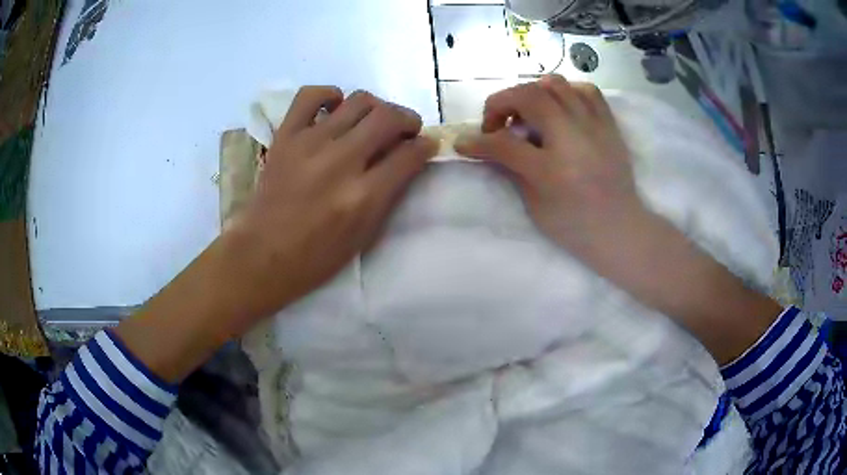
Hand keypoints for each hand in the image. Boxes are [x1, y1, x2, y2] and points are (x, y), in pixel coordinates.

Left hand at [227, 86, 437, 321]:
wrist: (263, 255)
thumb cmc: (316, 256)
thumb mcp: (364, 236)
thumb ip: (389, 194)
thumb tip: (408, 159)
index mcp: (363, 195)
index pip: (410, 154)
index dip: (426, 146)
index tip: (426, 145)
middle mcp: (340, 161)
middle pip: (388, 117)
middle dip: (408, 119)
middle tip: (405, 130)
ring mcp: (310, 143)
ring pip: (358, 100)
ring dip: (377, 107)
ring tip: (372, 121)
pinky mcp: (286, 136)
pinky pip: (310, 96)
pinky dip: (329, 95)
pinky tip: (335, 107)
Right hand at [455, 75, 644, 259]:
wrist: (620, 229)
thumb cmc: (575, 225)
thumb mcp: (535, 205)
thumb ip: (511, 169)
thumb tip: (489, 147)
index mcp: (551, 168)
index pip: (503, 143)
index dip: (477, 141)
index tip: (463, 143)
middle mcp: (572, 137)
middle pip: (528, 96)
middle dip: (502, 104)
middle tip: (498, 125)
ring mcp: (593, 126)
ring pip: (555, 84)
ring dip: (532, 94)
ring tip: (529, 114)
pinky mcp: (608, 124)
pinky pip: (586, 90)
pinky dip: (567, 91)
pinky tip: (560, 106)